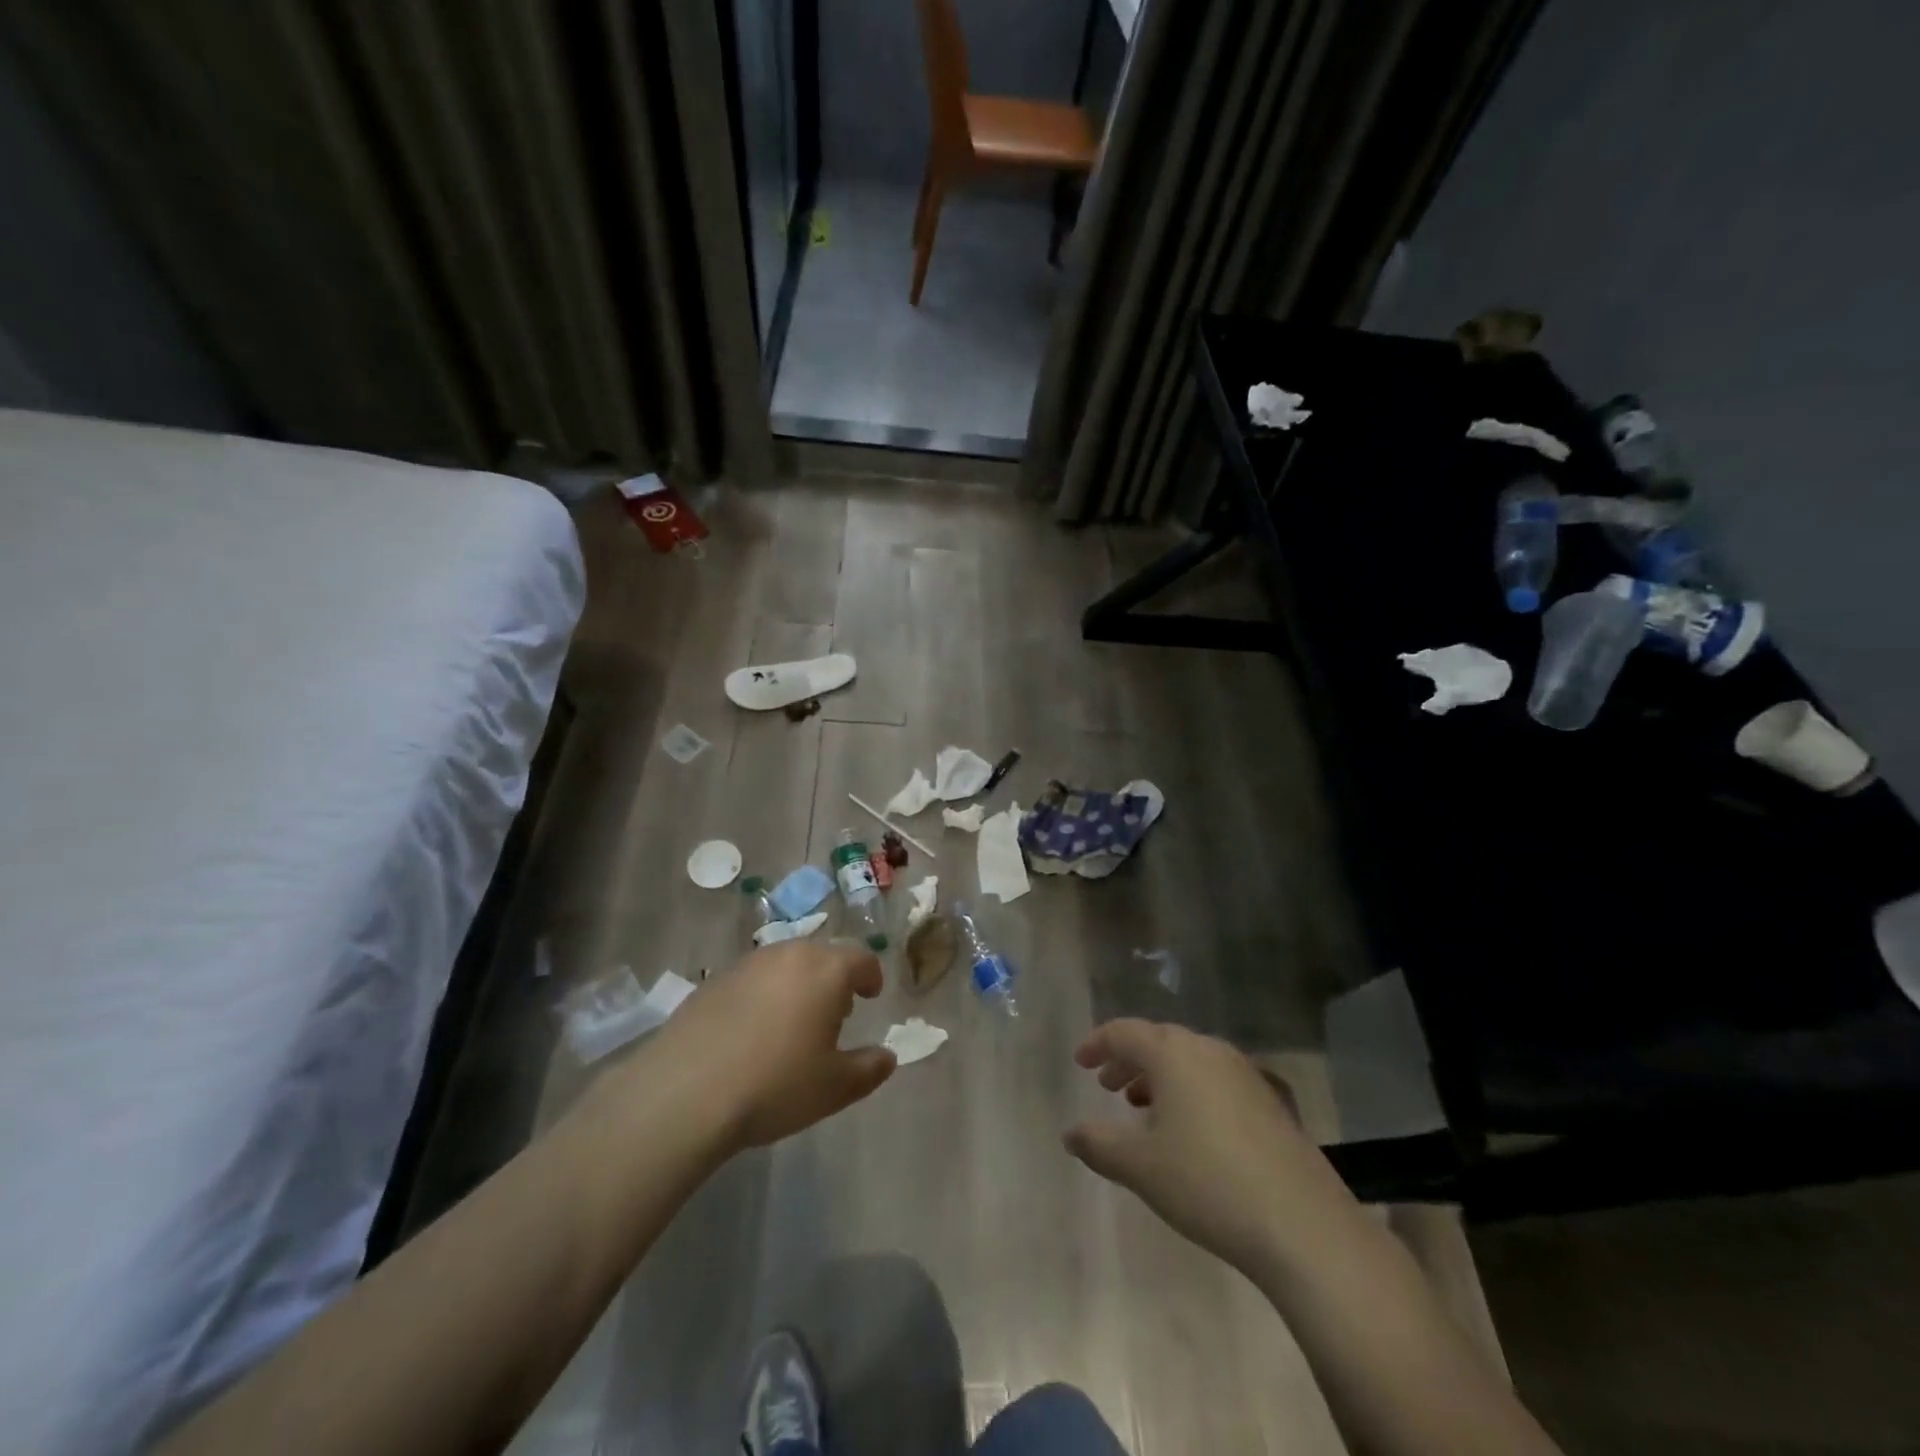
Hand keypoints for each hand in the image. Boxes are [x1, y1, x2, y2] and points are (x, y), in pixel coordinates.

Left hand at [643, 940, 895, 1152]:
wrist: (684, 1093)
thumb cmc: (775, 1085)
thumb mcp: (835, 1088)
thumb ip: (870, 1068)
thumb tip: (887, 1057)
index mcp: (826, 970)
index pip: (861, 959)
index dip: (871, 976)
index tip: (871, 995)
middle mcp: (789, 955)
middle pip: (822, 956)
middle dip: (835, 978)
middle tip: (837, 1011)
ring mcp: (747, 964)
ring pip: (785, 964)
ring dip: (798, 984)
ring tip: (794, 1022)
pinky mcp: (713, 981)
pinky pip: (753, 979)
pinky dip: (764, 995)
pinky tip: (753, 1032)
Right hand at [1065, 1019, 1339, 1274]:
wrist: (1303, 1225)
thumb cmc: (1207, 1183)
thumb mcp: (1140, 1166)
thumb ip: (1098, 1144)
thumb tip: (1071, 1133)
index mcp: (1173, 1053)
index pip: (1125, 1032)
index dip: (1098, 1043)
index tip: (1080, 1062)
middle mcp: (1210, 1050)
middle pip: (1159, 1042)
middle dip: (1130, 1061)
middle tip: (1108, 1086)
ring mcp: (1247, 1074)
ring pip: (1191, 1062)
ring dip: (1162, 1078)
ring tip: (1145, 1110)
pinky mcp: (1274, 1103)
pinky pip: (1219, 1082)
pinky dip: (1194, 1093)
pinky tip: (1195, 1132)